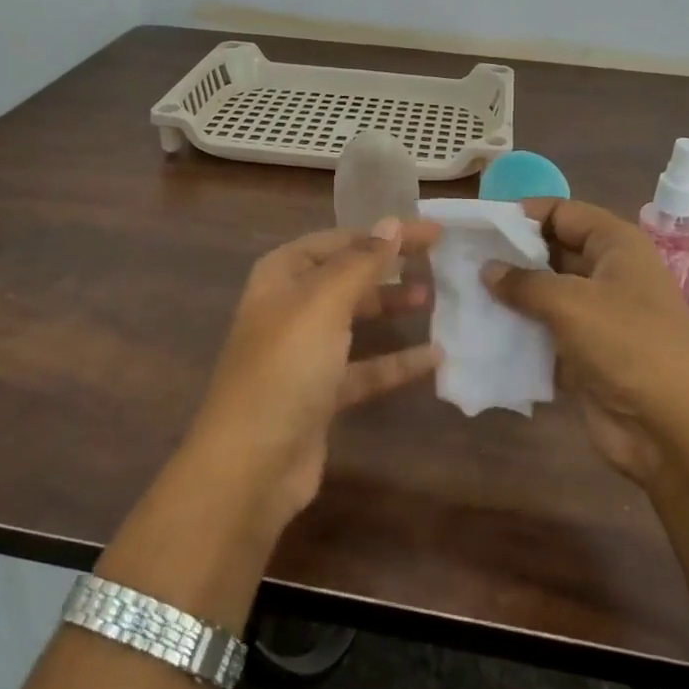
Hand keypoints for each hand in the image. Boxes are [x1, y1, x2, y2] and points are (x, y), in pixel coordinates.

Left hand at [187, 219, 442, 534]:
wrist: (251, 465)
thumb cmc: (286, 367)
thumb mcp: (324, 303)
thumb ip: (362, 262)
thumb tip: (392, 223)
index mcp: (282, 275)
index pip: (340, 240)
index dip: (384, 233)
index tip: (432, 232)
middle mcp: (290, 307)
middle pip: (347, 276)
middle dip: (388, 267)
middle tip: (437, 262)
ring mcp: (304, 352)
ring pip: (355, 319)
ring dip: (391, 307)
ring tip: (432, 299)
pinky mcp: (321, 394)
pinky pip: (365, 368)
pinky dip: (396, 361)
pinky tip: (434, 357)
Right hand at [484, 199, 688, 484]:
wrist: (676, 431)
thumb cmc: (629, 346)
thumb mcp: (571, 303)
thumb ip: (524, 282)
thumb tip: (488, 269)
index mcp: (616, 245)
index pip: (563, 212)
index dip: (523, 214)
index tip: (479, 225)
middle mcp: (608, 273)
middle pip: (551, 252)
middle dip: (510, 256)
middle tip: (461, 260)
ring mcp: (598, 316)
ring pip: (545, 295)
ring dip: (510, 297)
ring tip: (462, 294)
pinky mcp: (587, 354)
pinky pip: (545, 333)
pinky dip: (519, 333)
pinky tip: (481, 333)